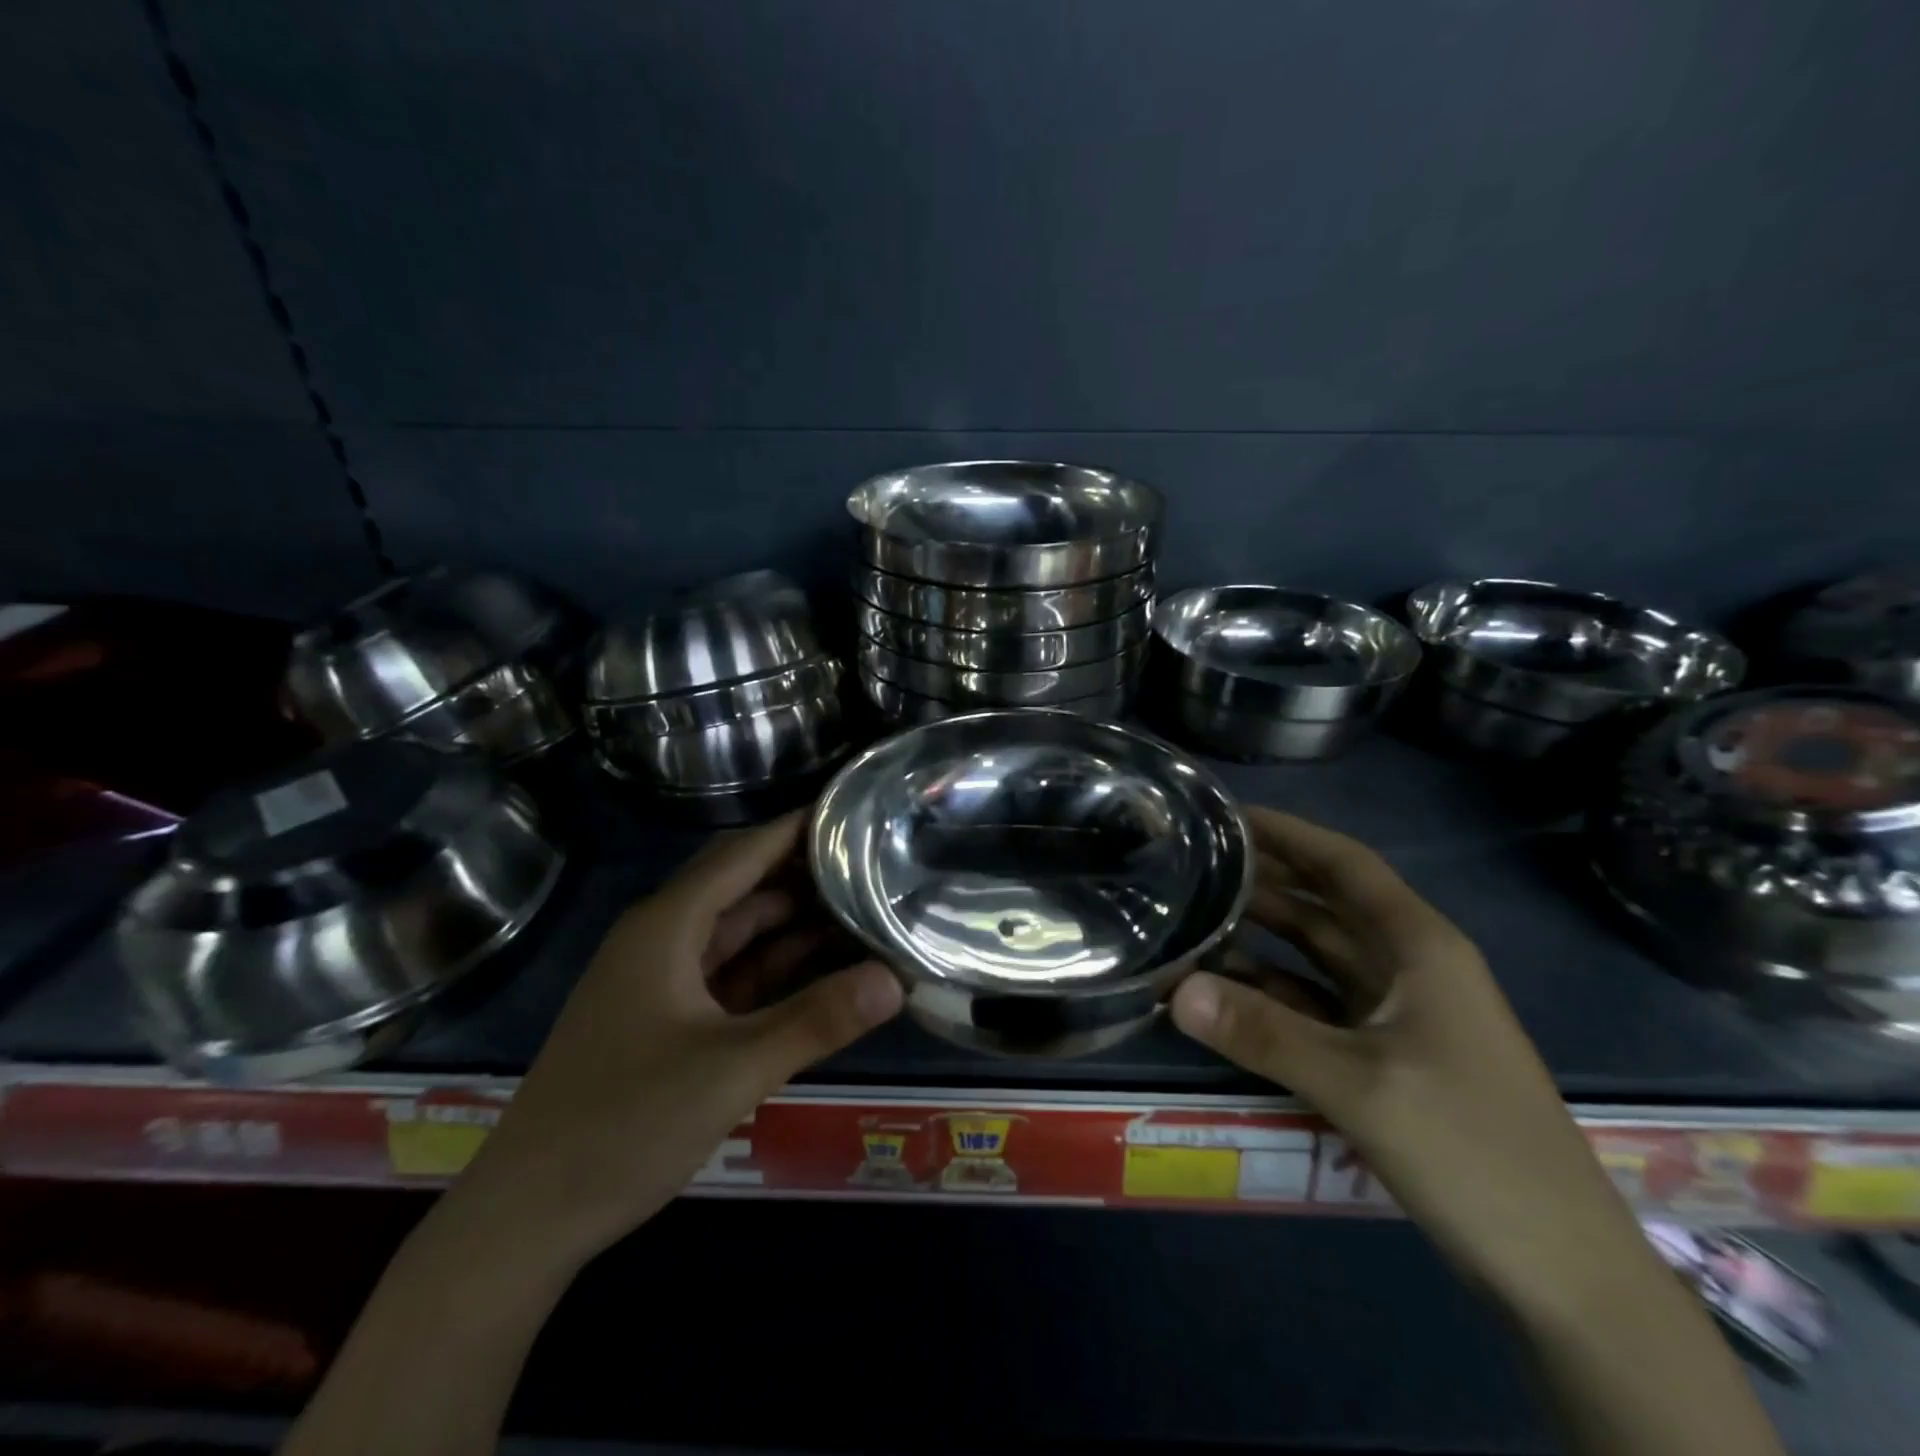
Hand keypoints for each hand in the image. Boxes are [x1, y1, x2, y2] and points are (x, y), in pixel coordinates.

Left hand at [449, 811, 902, 1266]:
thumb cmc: (622, 1125)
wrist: (526, 1217)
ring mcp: (664, 978)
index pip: (744, 852)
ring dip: (796, 921)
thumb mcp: (731, 1070)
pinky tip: (824, 966)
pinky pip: (733, 971)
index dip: (798, 828)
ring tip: (864, 907)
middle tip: (876, 862)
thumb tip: (896, 979)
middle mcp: (663, 937)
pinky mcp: (668, 1016)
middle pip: (745, 884)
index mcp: (667, 925)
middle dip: (806, 872)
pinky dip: (777, 965)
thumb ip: (816, 1020)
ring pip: (741, 929)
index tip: (856, 811)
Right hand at [1171, 808, 1646, 1315]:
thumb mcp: (1361, 1085)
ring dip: (1261, 938)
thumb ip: (1264, 1032)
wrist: (1562, 1271)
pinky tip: (1224, 991)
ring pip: (1316, 955)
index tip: (1226, 815)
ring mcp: (1398, 1012)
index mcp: (1420, 946)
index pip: (1345, 865)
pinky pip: (1315, 1005)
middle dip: (1264, 880)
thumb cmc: (1473, 1151)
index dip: (1288, 833)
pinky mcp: (1385, 1055)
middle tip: (1191, 864)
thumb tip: (1176, 989)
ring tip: (1193, 918)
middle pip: (1325, 904)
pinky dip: (1272, 993)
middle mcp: (1409, 966)